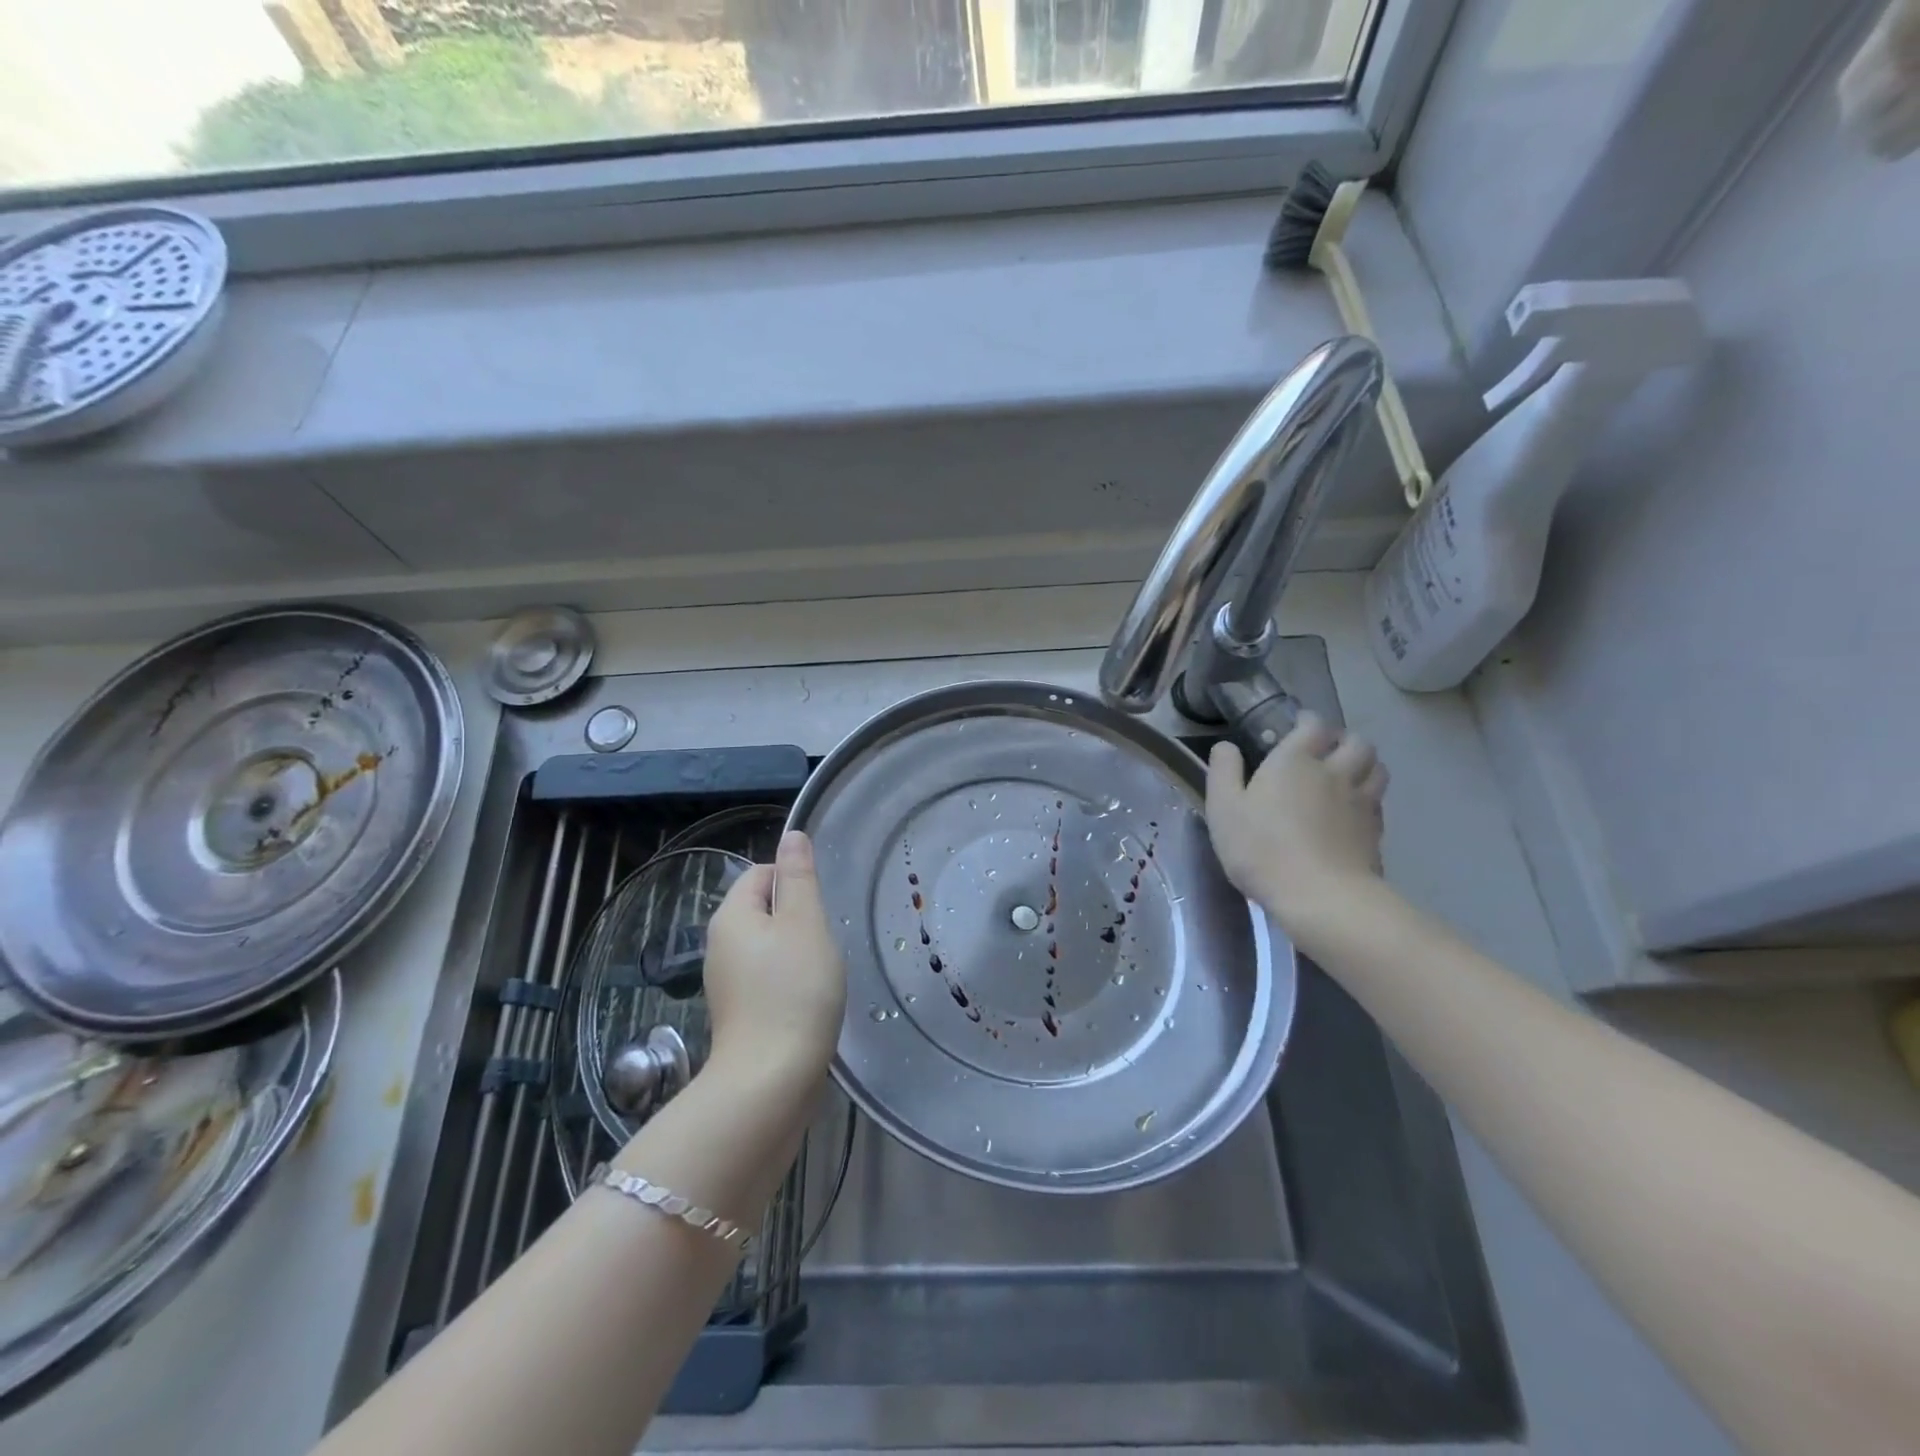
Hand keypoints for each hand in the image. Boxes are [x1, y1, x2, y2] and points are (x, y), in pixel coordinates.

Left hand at [701, 831, 846, 1083]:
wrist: (771, 1080)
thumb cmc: (794, 990)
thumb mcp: (804, 922)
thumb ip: (799, 877)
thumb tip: (792, 835)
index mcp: (731, 916)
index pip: (761, 874)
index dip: (794, 882)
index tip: (820, 908)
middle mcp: (720, 945)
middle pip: (764, 910)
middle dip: (799, 918)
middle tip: (825, 940)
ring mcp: (727, 983)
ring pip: (769, 946)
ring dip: (798, 951)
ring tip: (822, 972)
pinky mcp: (740, 1013)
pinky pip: (768, 978)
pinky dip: (790, 982)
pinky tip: (810, 1000)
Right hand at [1205, 713, 1388, 934]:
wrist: (1319, 896)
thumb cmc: (1261, 848)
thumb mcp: (1223, 808)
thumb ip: (1224, 771)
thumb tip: (1226, 746)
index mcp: (1295, 761)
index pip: (1314, 725)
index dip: (1308, 721)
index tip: (1299, 725)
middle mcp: (1334, 772)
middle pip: (1357, 742)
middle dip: (1344, 739)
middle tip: (1328, 750)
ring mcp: (1360, 802)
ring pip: (1377, 769)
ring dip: (1365, 765)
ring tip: (1349, 774)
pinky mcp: (1375, 832)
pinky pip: (1378, 802)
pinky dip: (1369, 798)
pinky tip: (1355, 812)